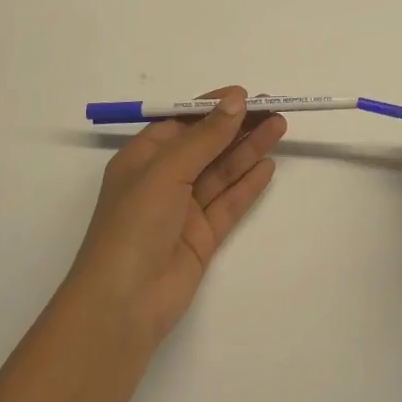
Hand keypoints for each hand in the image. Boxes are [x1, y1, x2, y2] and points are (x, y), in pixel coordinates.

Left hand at [65, 87, 284, 348]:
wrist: (122, 306)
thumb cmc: (134, 225)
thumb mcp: (167, 171)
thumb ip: (205, 136)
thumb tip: (236, 100)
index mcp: (142, 158)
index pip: (182, 122)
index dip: (213, 107)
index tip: (246, 95)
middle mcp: (163, 180)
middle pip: (206, 145)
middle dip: (238, 126)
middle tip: (273, 109)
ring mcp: (183, 210)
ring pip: (221, 171)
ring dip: (249, 149)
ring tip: (279, 127)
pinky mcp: (201, 238)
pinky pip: (228, 203)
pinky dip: (248, 184)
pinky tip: (268, 166)